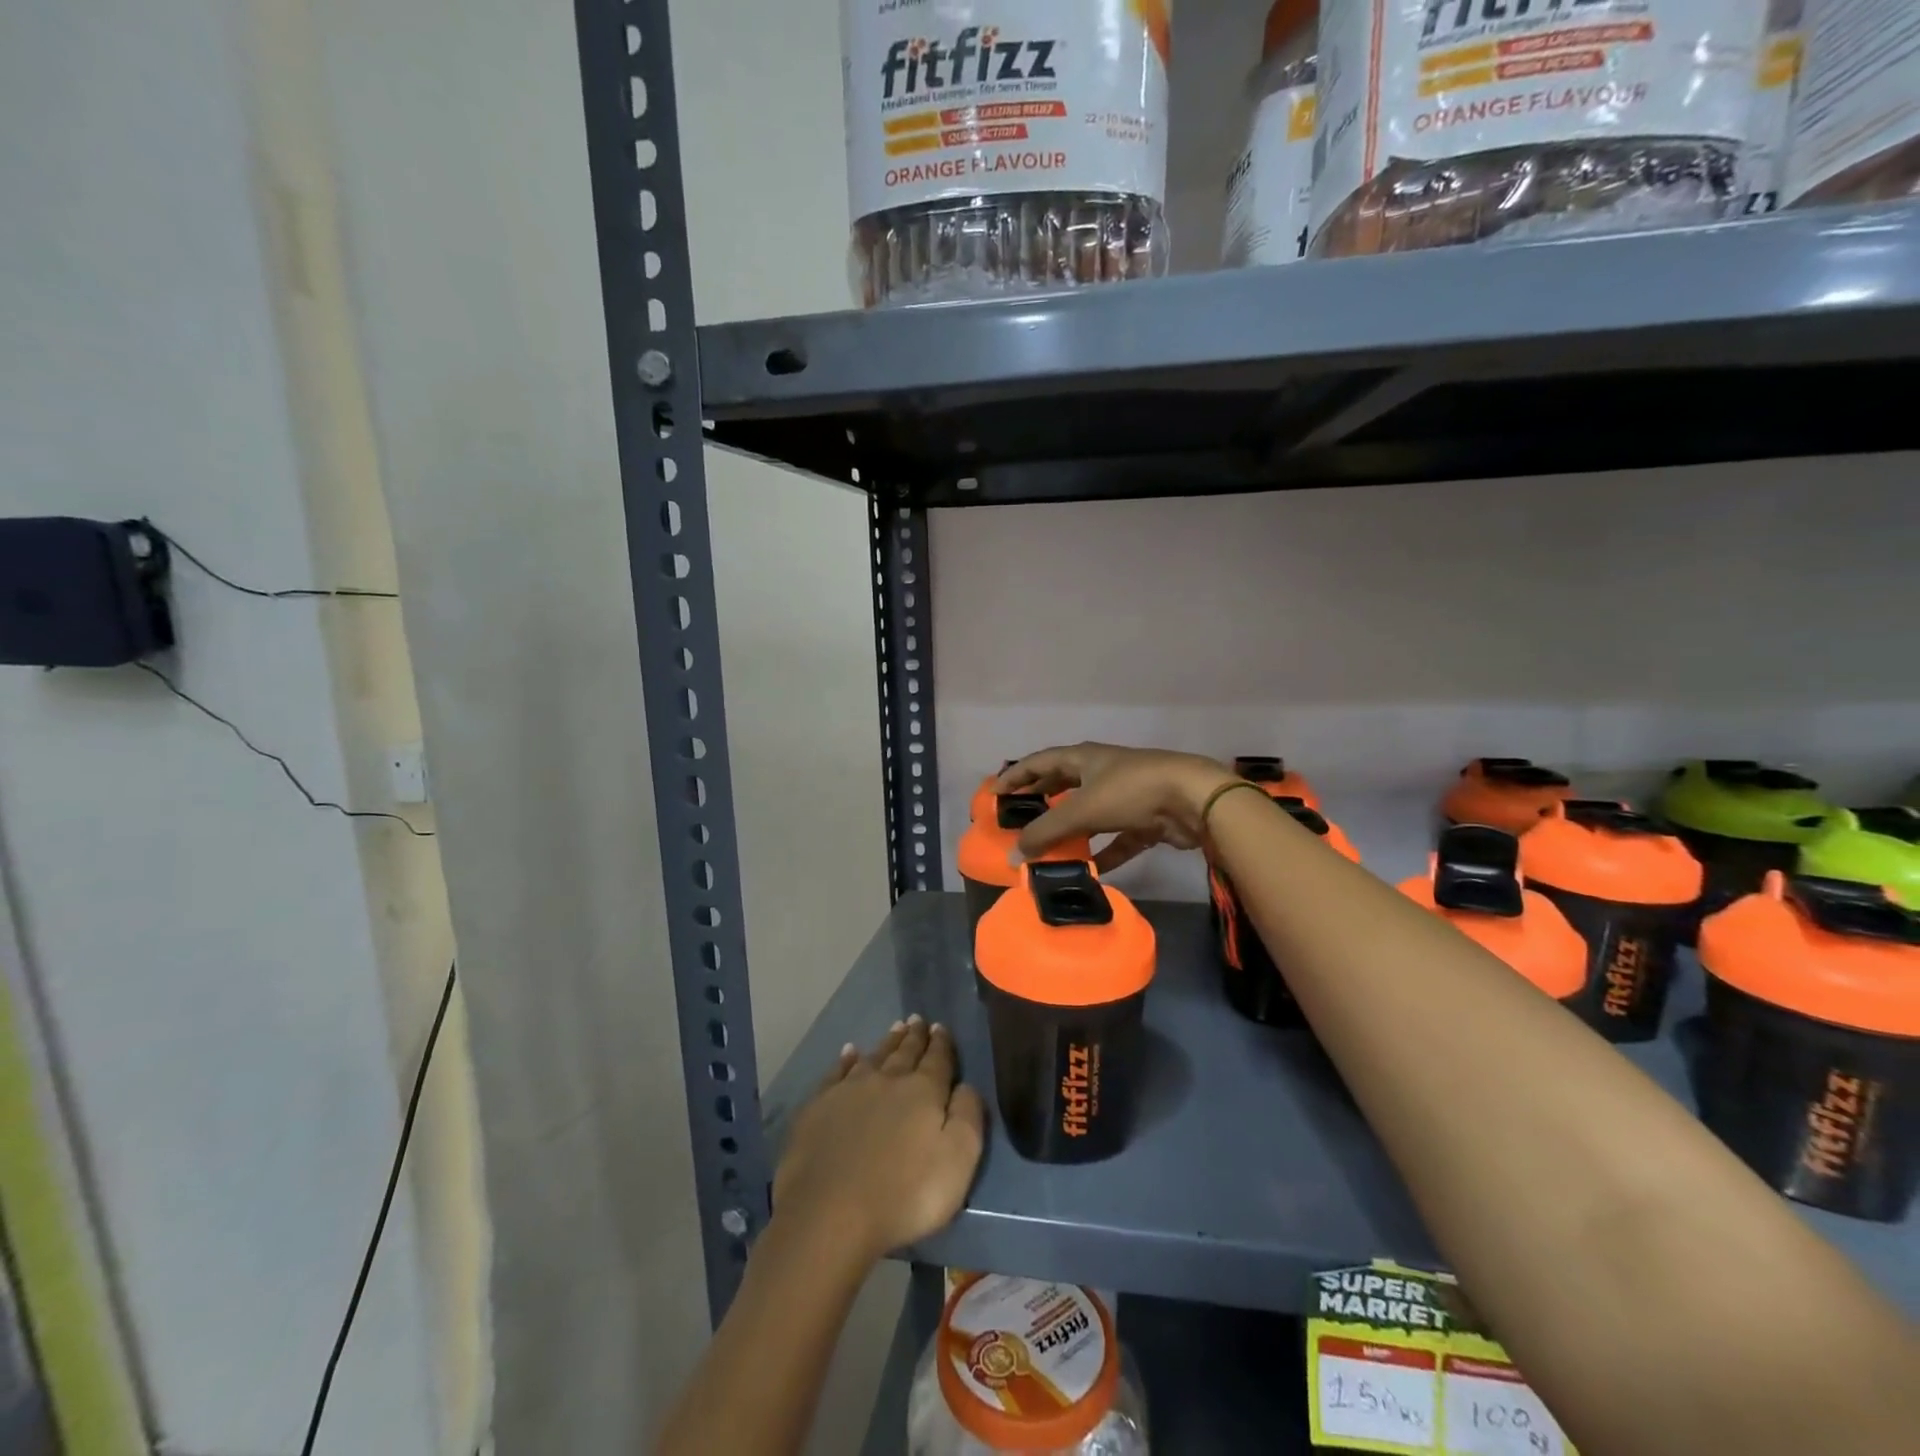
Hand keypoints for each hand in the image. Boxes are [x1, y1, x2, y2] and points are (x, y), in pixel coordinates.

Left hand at [772, 1017, 985, 1264]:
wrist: (830, 1214)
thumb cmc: (904, 1194)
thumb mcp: (957, 1161)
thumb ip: (968, 1117)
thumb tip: (967, 1085)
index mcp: (923, 1091)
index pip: (937, 1059)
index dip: (941, 1043)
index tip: (940, 1027)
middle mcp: (887, 1080)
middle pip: (904, 1052)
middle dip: (914, 1036)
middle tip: (917, 1020)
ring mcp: (849, 1090)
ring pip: (874, 1057)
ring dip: (887, 1042)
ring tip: (895, 1028)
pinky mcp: (819, 1106)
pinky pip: (837, 1072)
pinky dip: (846, 1059)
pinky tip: (849, 1052)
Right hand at [997, 742, 1234, 871]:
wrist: (1193, 799)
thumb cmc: (1131, 791)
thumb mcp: (1082, 810)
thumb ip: (1046, 832)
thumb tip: (1012, 855)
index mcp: (1083, 758)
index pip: (1039, 763)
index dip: (1015, 776)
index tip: (994, 794)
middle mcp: (1102, 772)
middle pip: (1063, 786)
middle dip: (1041, 802)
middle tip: (1019, 821)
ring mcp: (1125, 795)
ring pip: (1089, 814)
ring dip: (1070, 831)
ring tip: (1048, 850)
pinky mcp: (1145, 820)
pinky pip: (1116, 839)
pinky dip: (1102, 853)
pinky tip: (1089, 871)